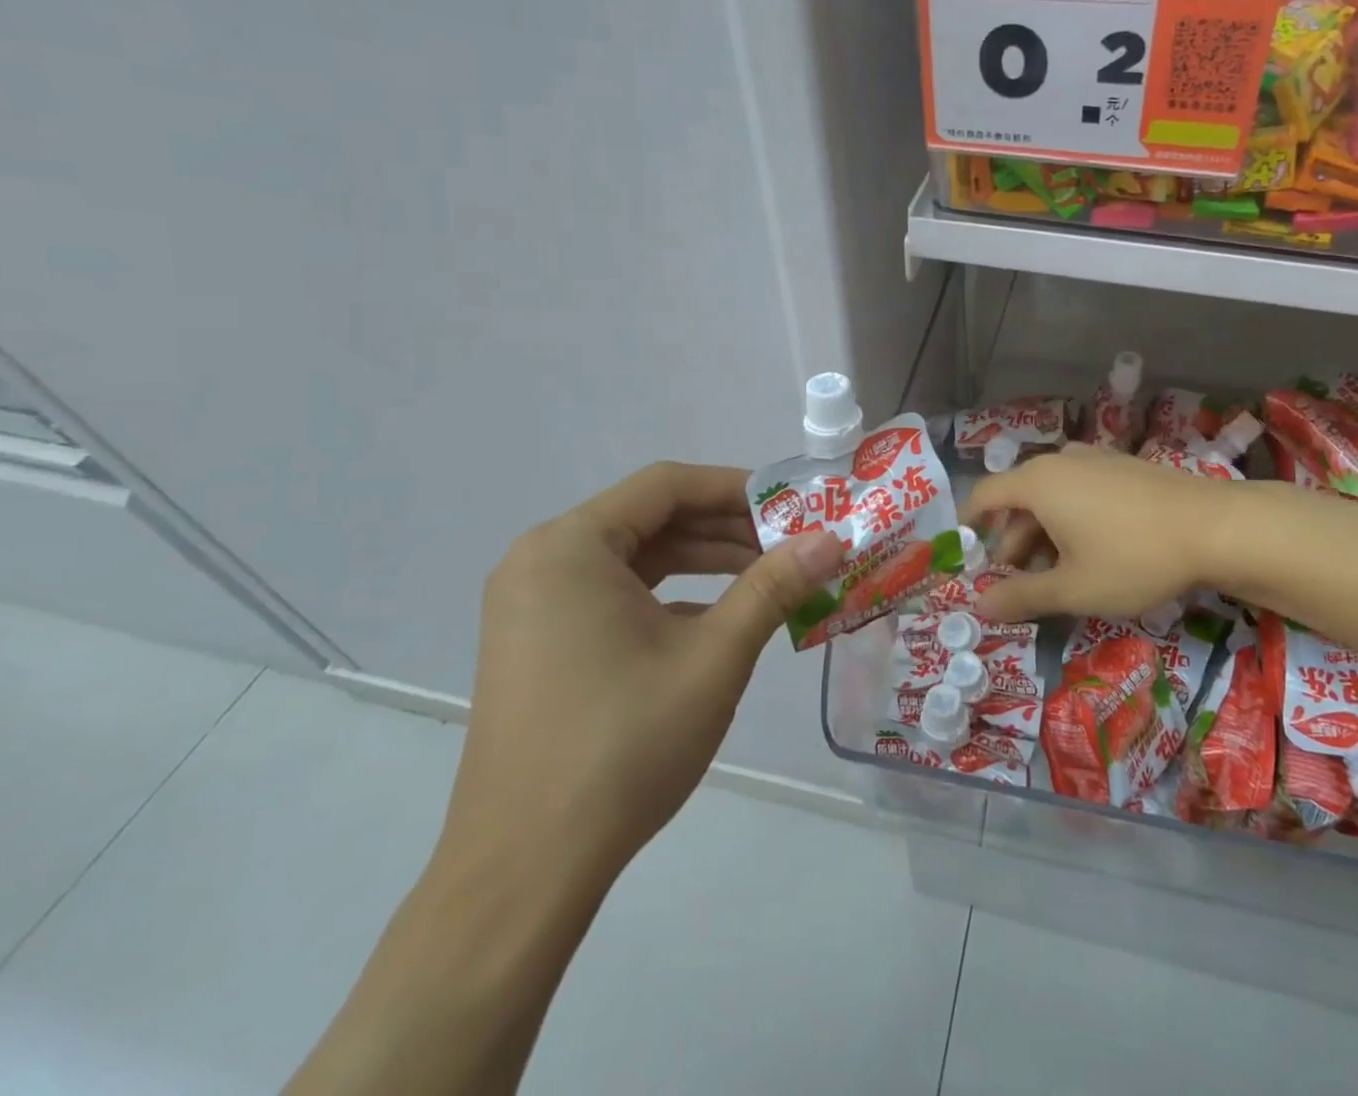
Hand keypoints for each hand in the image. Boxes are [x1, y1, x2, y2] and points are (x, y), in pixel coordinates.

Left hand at [442, 463, 844, 891]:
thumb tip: (833, 540)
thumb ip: (774, 586)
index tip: (792, 506)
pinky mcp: (538, 644)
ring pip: (635, 558)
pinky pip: (614, 595)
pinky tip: (718, 621)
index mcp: (569, 546)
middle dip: (726, 528)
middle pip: (650, 518)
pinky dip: (670, 596)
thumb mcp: (715, 656)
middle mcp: (541, 560)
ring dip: (703, 562)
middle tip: (791, 545)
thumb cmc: (623, 745)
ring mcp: (532, 605)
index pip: (666, 485)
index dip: (736, 488)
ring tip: (768, 578)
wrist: (524, 872)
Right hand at [961, 446, 1239, 622]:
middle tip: (1015, 584)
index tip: (963, 552)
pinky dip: (1071, 519)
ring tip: (1054, 575)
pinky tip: (1091, 552)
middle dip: (1012, 542)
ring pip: (1053, 497)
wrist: (1215, 527)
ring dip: (1042, 535)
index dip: (969, 522)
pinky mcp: (1124, 467)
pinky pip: (1080, 491)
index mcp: (1038, 483)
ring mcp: (1096, 460)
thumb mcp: (1073, 588)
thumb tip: (979, 605)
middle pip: (1019, 499)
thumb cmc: (1132, 557)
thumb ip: (1022, 597)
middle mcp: (1061, 462)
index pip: (985, 495)